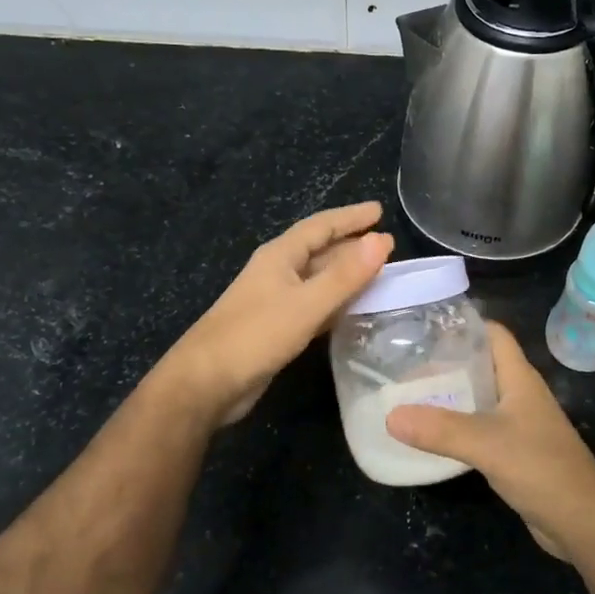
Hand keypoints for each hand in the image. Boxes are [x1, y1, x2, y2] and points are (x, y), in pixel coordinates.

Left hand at [160, 201, 392, 425]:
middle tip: (387, 245)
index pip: (321, 226)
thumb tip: (381, 240)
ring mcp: (275, 300)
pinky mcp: (276, 327)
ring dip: (346, 274)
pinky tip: (353, 309)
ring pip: (318, 279)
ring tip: (378, 274)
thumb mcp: (306, 304)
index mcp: (280, 256)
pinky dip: (336, 301)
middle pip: (319, 250)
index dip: (351, 218)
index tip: (380, 211)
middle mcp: (277, 272)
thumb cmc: (255, 335)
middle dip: (351, 245)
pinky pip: (314, 304)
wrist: (207, 382)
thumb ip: (345, 275)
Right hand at [385, 323, 594, 565]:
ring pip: (478, 398)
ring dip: (448, 395)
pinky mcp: (513, 451)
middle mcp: (519, 395)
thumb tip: (390, 416)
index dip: (464, 324)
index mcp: (520, 378)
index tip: (424, 326)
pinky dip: (454, 427)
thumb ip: (440, 429)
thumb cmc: (542, 468)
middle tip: (402, 365)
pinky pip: (478, 428)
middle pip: (480, 365)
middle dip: (445, 362)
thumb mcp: (487, 444)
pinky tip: (429, 435)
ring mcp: (518, 424)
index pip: (493, 334)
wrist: (583, 522)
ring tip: (407, 395)